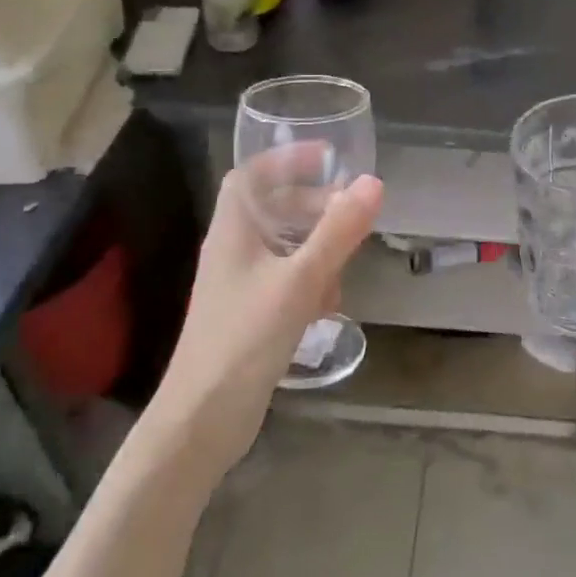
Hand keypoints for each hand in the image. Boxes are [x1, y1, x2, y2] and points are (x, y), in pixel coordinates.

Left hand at [152, 163, 382, 476]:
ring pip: (283, 248)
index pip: (251, 176)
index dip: (286, 159)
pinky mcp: (249, 316)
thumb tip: (372, 183)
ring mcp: (239, 286)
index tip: (327, 157)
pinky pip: (285, 281)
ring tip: (344, 266)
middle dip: (312, 206)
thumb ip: (337, 232)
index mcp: (233, 232)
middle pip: (272, 210)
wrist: (203, 419)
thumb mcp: (300, 280)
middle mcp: (232, 252)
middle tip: (350, 210)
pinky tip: (326, 308)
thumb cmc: (246, 338)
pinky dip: (309, 283)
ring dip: (316, 248)